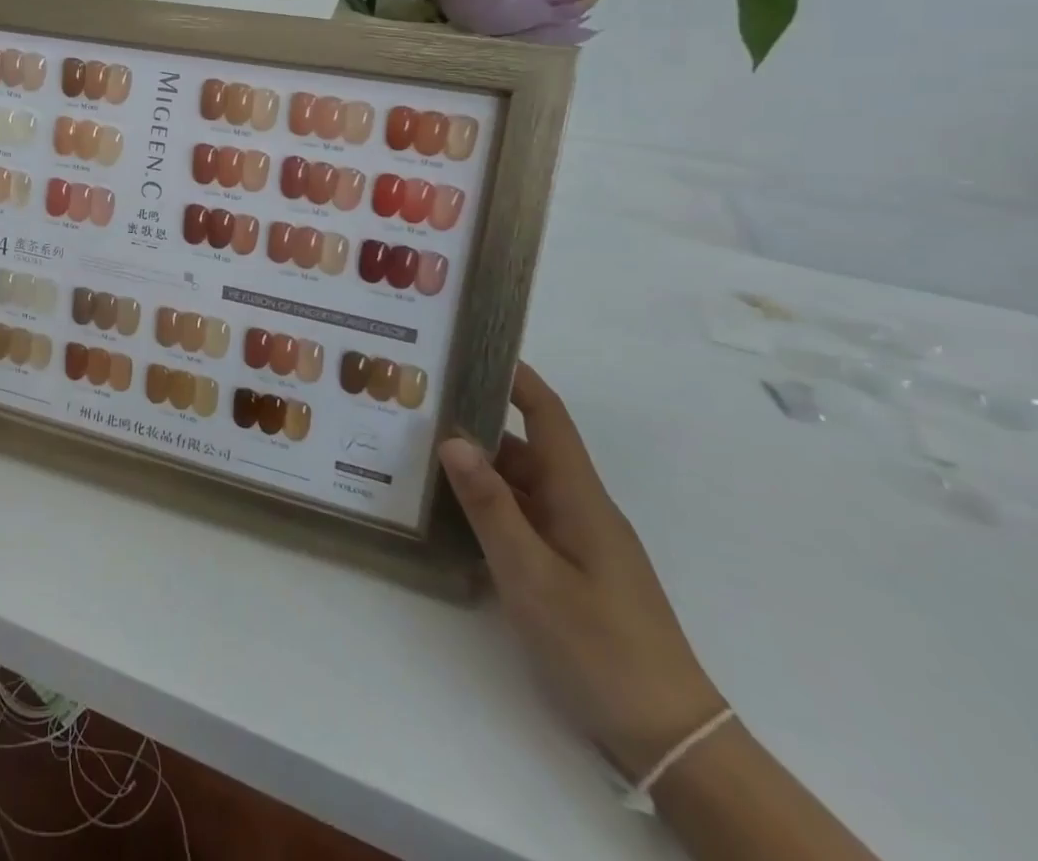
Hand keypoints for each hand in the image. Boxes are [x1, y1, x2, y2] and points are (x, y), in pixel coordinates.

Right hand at [440, 364, 725, 779]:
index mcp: (579, 497)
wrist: (668, 736)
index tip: (477, 349)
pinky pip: (522, 521)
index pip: (548, 418)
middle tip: (417, 408)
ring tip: (417, 455)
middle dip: (475, 425)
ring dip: (476, 470)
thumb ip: (490, 506)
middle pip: (523, 450)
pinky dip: (486, 508)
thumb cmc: (599, 646)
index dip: (518, 379)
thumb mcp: (532, 574)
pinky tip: (448, 516)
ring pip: (519, 488)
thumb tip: (453, 438)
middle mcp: (578, 508)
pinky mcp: (569, 570)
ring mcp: (575, 541)